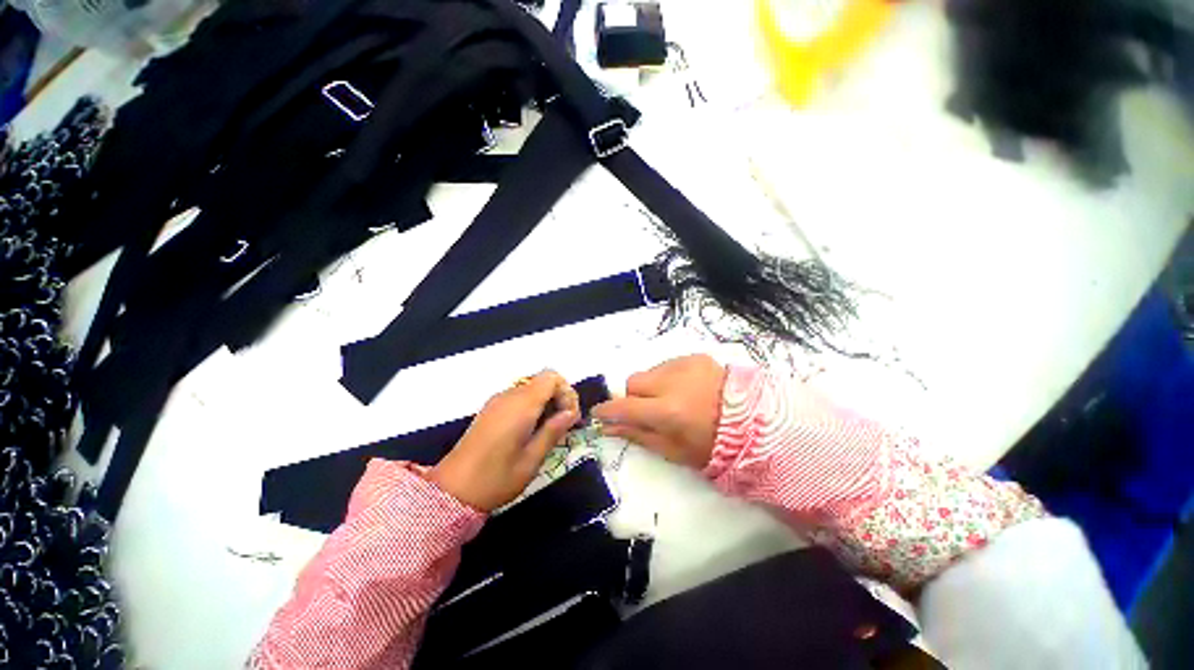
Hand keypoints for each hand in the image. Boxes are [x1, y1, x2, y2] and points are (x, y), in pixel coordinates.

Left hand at [430, 371, 579, 511]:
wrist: (451, 492)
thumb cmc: (495, 479)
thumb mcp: (531, 460)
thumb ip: (553, 431)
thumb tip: (571, 413)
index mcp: (521, 405)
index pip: (551, 377)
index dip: (566, 391)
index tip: (570, 417)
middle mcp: (509, 396)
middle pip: (542, 380)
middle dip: (558, 397)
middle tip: (563, 425)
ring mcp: (497, 401)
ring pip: (531, 388)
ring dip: (546, 402)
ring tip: (549, 430)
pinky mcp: (490, 409)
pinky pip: (518, 397)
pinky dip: (532, 406)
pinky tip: (531, 430)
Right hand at [592, 354, 726, 469]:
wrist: (753, 422)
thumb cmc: (711, 445)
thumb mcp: (673, 449)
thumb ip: (637, 434)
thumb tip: (607, 427)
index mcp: (669, 411)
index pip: (625, 406)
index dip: (608, 410)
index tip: (599, 413)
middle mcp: (673, 381)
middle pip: (633, 382)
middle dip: (633, 397)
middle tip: (648, 410)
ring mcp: (684, 365)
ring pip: (649, 372)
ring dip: (652, 386)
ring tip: (672, 399)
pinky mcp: (694, 357)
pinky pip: (667, 365)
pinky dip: (667, 377)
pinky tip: (685, 389)